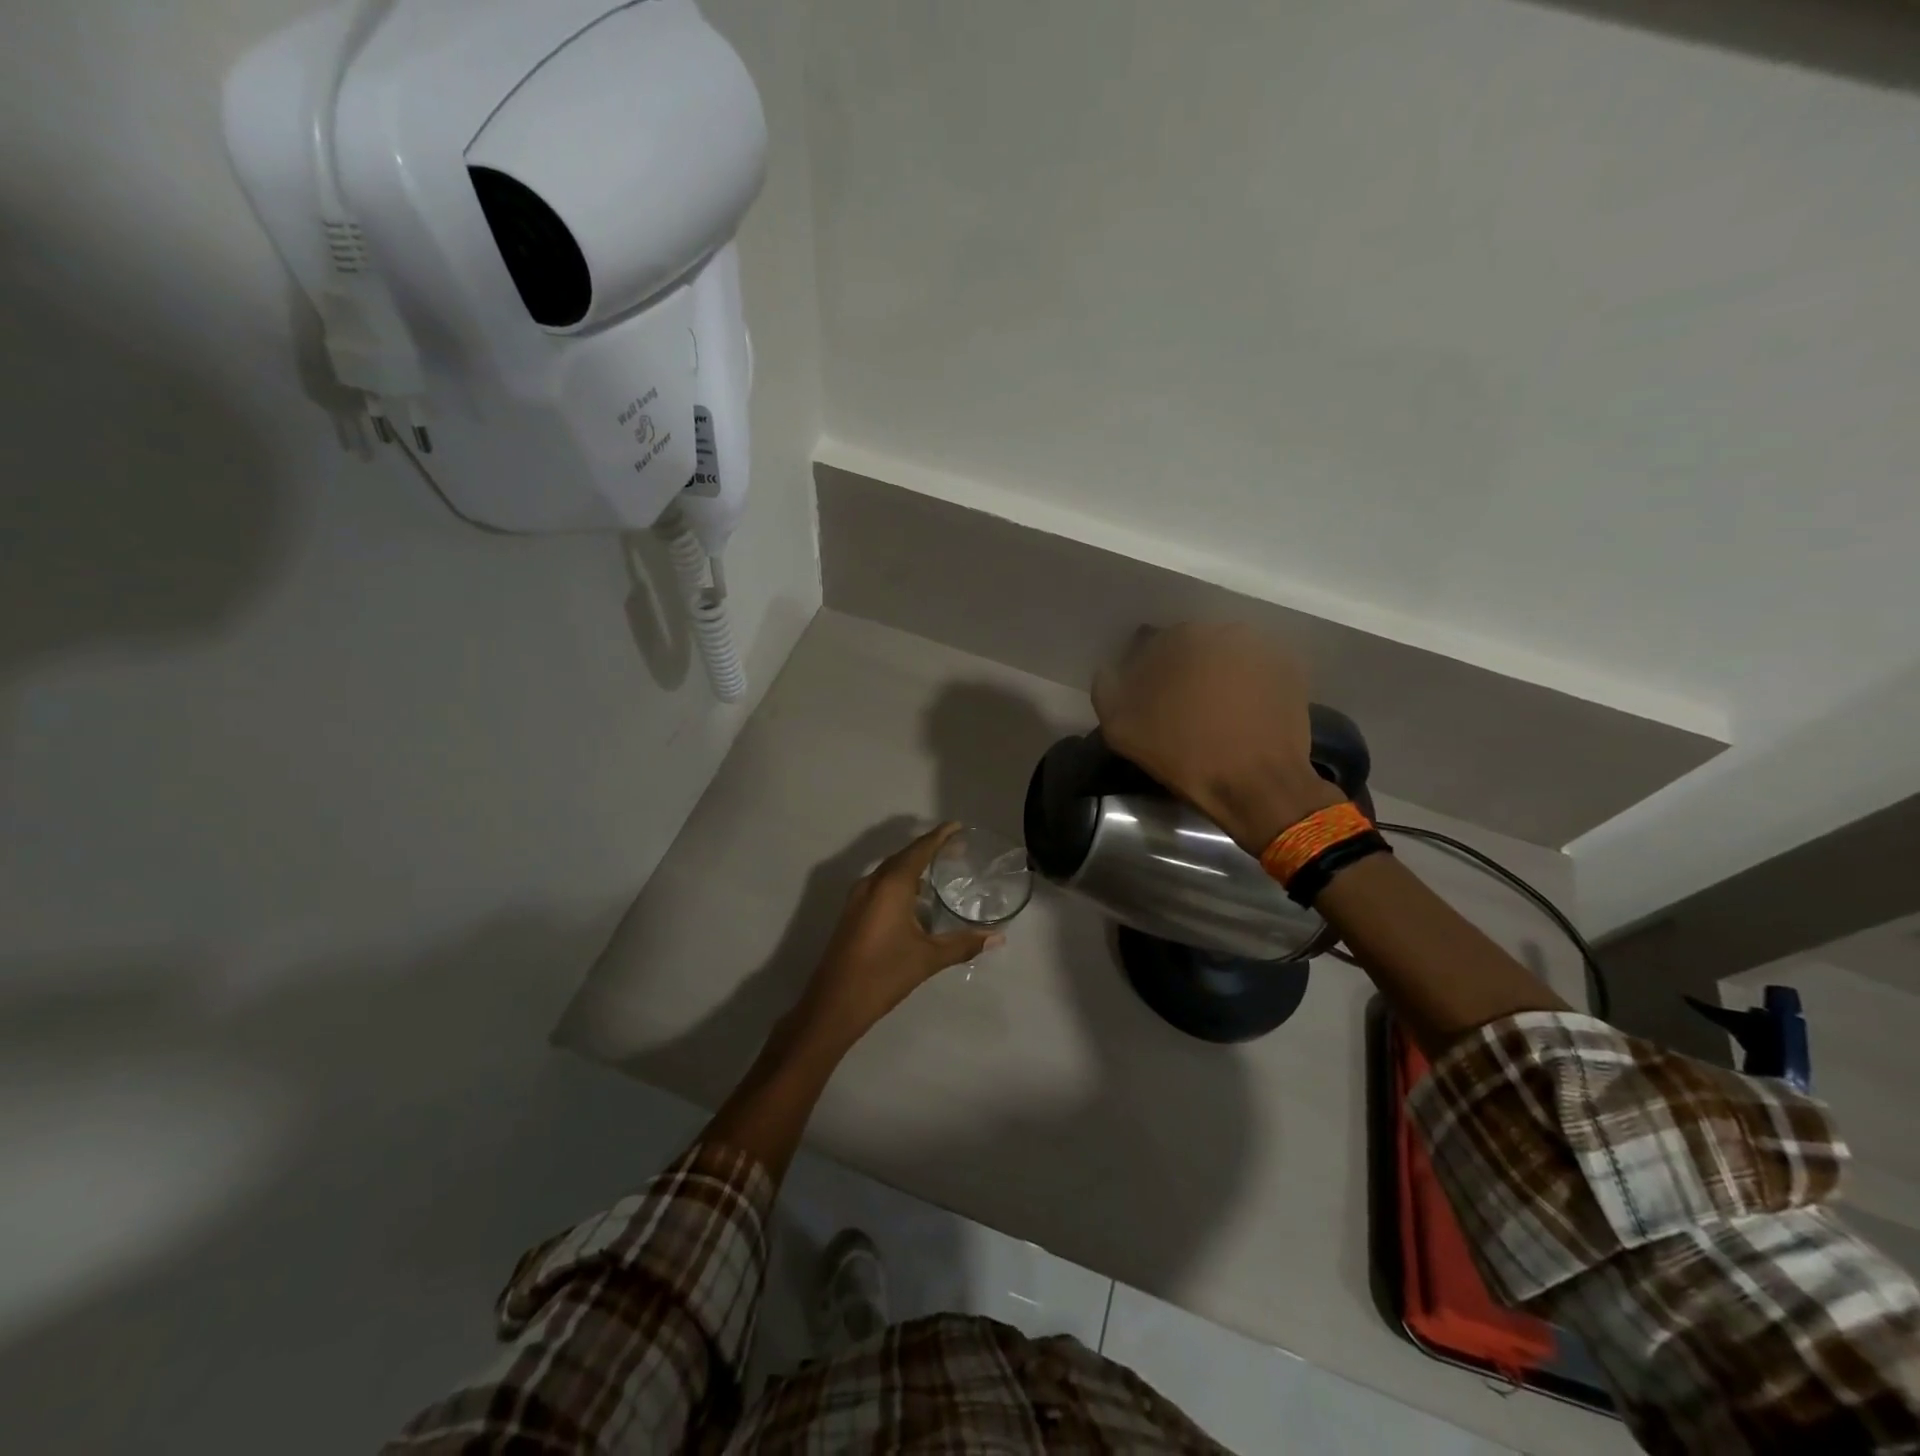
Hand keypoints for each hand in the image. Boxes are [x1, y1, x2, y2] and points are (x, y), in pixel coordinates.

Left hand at [796, 824, 1002, 1046]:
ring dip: (913, 865)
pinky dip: (901, 882)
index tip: (958, 826)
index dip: (939, 836)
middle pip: (904, 856)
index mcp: (891, 885)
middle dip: (929, 849)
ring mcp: (858, 898)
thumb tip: (997, 937)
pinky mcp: (853, 912)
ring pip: (890, 871)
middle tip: (957, 849)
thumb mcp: (928, 958)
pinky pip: (881, 885)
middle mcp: (872, 883)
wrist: (834, 1003)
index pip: (919, 850)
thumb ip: (963, 944)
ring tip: (939, 870)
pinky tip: (916, 899)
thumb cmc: (884, 974)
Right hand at [1092, 623, 1341, 853]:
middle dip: (1181, 671)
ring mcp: (1262, 648)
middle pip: (1190, 647)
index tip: (1144, 699)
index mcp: (1181, 637)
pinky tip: (1239, 715)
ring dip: (1213, 676)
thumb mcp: (1121, 729)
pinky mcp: (1290, 670)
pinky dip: (1244, 686)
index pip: (1150, 644)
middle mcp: (1223, 630)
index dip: (1143, 672)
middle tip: (1177, 708)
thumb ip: (1107, 689)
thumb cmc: (1185, 755)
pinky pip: (1254, 671)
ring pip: (1223, 657)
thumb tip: (1111, 671)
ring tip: (1211, 713)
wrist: (1259, 787)